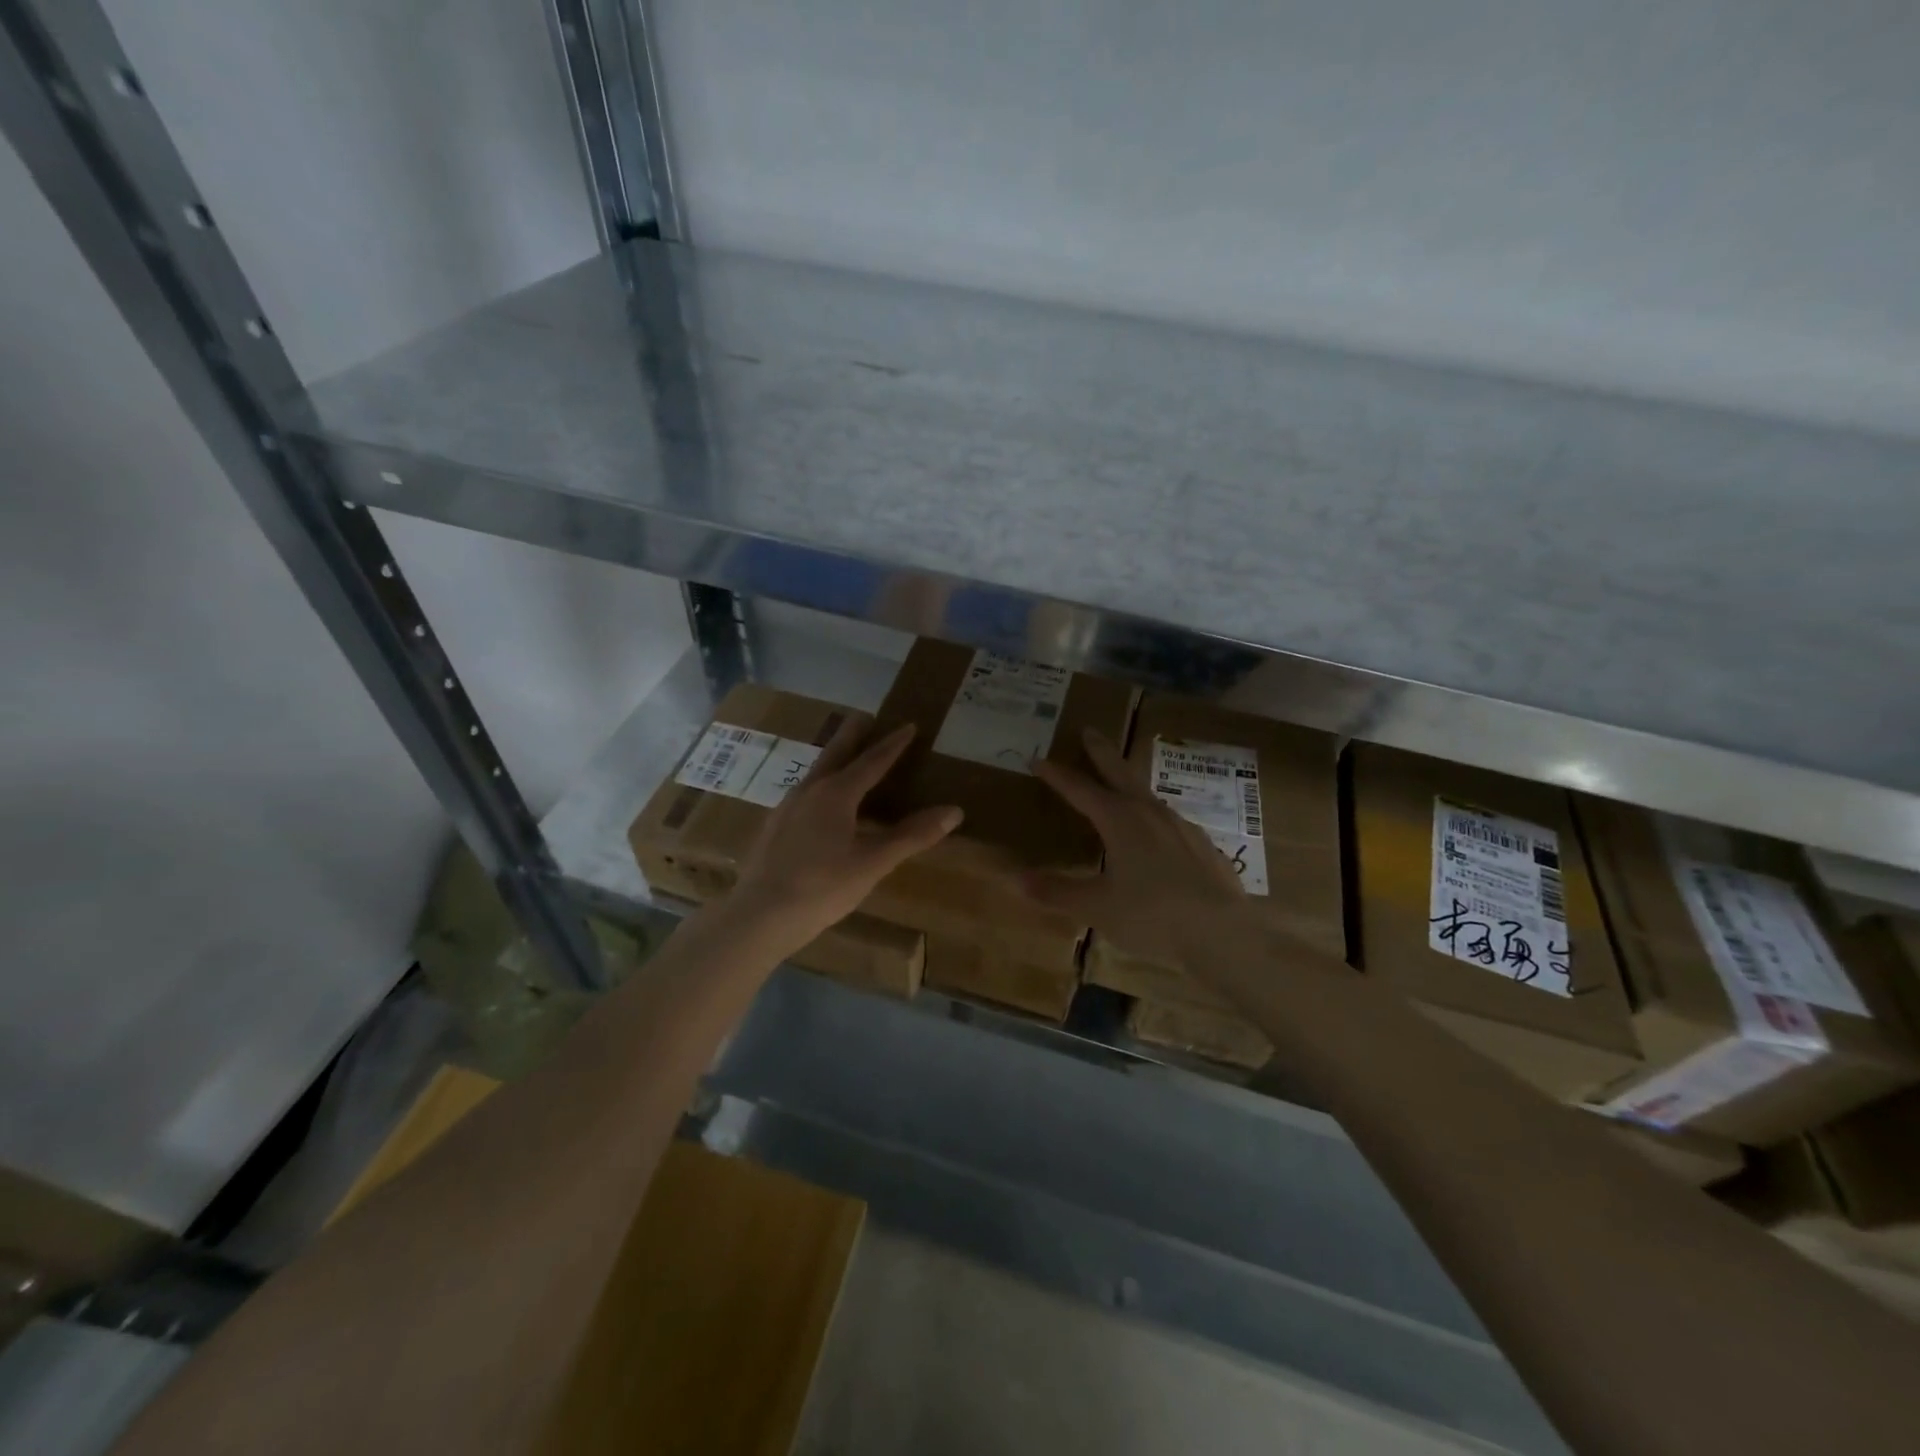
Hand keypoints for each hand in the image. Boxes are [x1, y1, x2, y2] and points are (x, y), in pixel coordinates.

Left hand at [728, 719, 962, 955]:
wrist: (758, 916)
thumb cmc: (822, 887)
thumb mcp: (873, 863)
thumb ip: (912, 835)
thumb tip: (954, 811)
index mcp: (836, 793)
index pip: (872, 761)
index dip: (893, 744)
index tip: (909, 725)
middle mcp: (809, 790)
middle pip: (835, 753)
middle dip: (853, 735)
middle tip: (866, 717)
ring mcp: (786, 807)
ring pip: (816, 773)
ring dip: (835, 760)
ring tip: (847, 759)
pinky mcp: (774, 827)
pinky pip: (804, 794)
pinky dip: (821, 786)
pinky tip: (821, 806)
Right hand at [1024, 729, 1253, 971]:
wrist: (1221, 933)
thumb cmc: (1151, 916)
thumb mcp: (1097, 907)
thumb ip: (1057, 892)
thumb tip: (1016, 879)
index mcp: (1119, 821)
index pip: (1080, 789)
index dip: (1057, 775)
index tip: (1038, 759)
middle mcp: (1149, 813)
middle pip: (1120, 773)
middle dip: (1101, 752)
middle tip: (1090, 731)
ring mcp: (1180, 826)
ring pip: (1147, 794)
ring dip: (1128, 782)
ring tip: (1119, 783)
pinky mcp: (1202, 844)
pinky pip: (1169, 820)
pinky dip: (1153, 816)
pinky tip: (1156, 833)